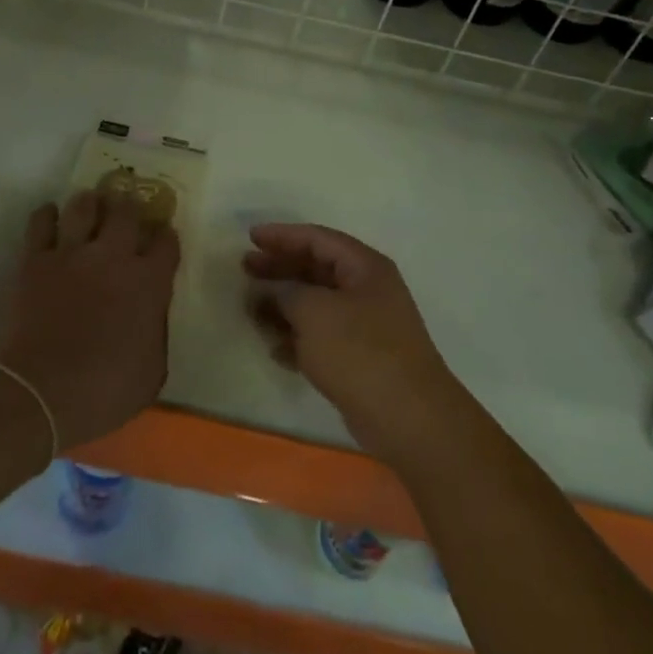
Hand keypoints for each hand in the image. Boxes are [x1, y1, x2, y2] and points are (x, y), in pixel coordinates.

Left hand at [0, 190, 180, 449]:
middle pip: (127, 211)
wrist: (39, 394)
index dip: (165, 237)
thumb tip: (152, 315)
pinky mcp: (36, 259)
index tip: (161, 240)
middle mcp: (114, 256)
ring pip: (84, 205)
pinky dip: (48, 215)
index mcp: (149, 282)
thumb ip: (156, 332)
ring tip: (90, 208)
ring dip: (90, 203)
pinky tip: (52, 219)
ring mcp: (72, 253)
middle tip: (125, 214)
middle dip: (129, 208)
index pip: (166, 242)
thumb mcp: (152, 372)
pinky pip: (42, 221)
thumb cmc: (103, 392)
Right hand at [244, 224, 465, 465]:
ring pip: (316, 306)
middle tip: (245, 269)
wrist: (408, 418)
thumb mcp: (313, 312)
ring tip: (250, 311)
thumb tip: (266, 291)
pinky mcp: (359, 360)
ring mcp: (365, 327)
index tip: (251, 238)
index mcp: (364, 267)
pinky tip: (273, 348)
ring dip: (283, 306)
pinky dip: (297, 339)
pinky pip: (321, 338)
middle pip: (315, 270)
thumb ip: (284, 293)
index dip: (283, 236)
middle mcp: (367, 290)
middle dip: (279, 269)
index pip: (318, 239)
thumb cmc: (359, 351)